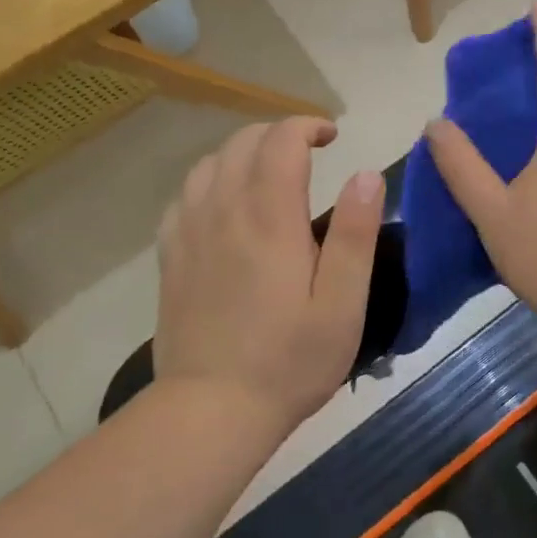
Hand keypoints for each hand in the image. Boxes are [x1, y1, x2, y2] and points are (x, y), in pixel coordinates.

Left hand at [155, 118, 384, 432]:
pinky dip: (211, 181)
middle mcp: (224, 212)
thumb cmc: (289, 361)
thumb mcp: (343, 304)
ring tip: (270, 172)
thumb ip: (355, 235)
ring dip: (244, 153)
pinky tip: (227, 204)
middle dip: (278, 134)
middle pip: (243, 143)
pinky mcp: (171, 257)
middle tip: (309, 153)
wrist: (211, 412)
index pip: (280, 141)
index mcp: (270, 219)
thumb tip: (365, 174)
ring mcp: (190, 233)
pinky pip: (185, 196)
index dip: (306, 126)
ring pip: (210, 163)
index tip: (332, 137)